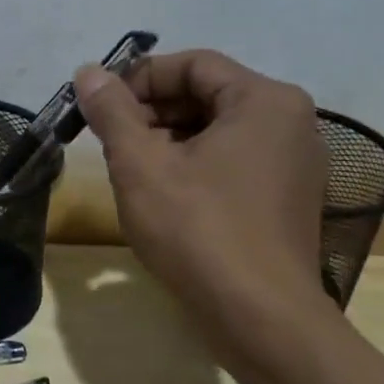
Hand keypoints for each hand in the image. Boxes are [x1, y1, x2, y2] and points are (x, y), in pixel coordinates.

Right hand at [73, 50, 331, 326]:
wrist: (261, 319)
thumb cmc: (199, 231)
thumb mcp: (141, 165)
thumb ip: (113, 112)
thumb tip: (88, 72)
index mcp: (265, 100)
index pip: (193, 64)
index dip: (140, 77)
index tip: (101, 104)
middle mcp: (291, 122)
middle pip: (208, 95)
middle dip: (153, 111)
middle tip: (110, 138)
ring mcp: (294, 164)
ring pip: (219, 131)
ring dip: (169, 139)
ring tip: (130, 168)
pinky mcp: (287, 199)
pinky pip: (234, 161)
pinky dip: (195, 165)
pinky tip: (163, 194)